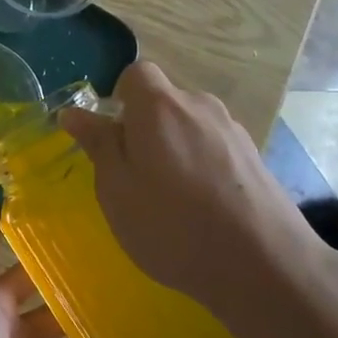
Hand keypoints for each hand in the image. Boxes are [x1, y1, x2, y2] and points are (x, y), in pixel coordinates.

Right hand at [60, 62, 337, 314]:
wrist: (263, 265)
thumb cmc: (172, 225)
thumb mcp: (116, 189)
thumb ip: (97, 144)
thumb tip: (73, 113)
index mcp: (159, 106)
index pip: (136, 73)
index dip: (119, 97)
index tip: (112, 137)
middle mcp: (199, 105)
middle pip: (164, 101)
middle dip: (145, 128)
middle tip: (135, 177)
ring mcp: (232, 130)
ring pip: (189, 126)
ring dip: (174, 148)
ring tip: (172, 198)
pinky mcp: (255, 157)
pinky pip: (214, 148)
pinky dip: (201, 166)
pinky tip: (203, 208)